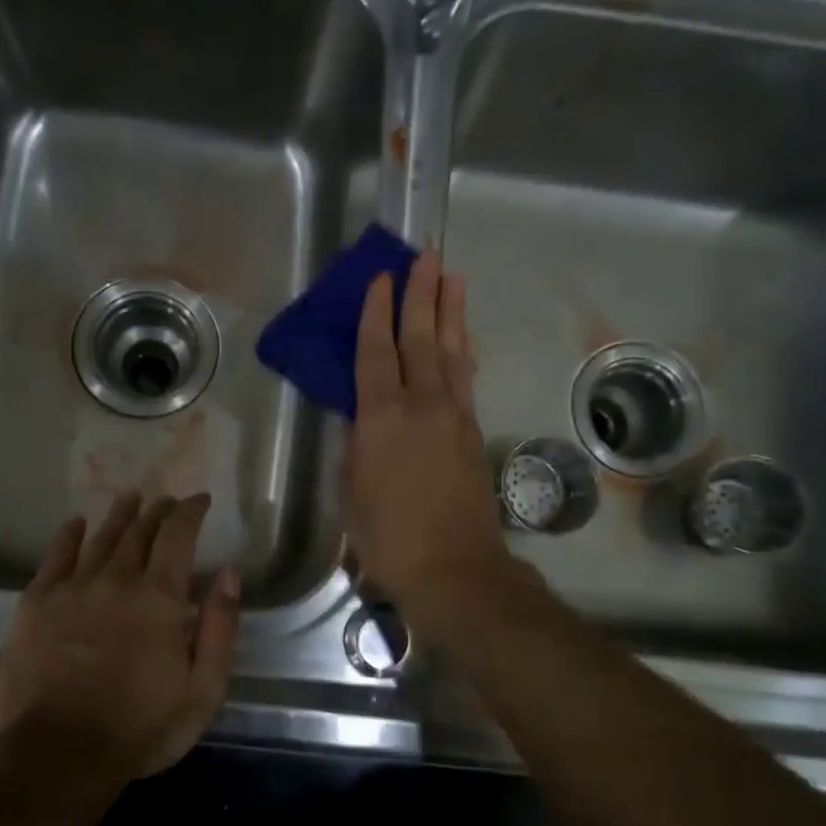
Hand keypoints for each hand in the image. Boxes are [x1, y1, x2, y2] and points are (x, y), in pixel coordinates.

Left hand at [0, 491, 240, 783]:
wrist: (57, 755)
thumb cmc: (139, 729)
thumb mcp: (203, 690)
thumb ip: (220, 628)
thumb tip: (228, 573)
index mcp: (160, 598)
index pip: (178, 536)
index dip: (190, 512)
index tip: (199, 500)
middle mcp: (116, 580)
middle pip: (139, 531)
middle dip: (157, 512)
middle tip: (167, 501)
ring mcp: (71, 589)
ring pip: (100, 539)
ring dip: (119, 515)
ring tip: (131, 498)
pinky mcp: (35, 605)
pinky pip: (55, 558)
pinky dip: (68, 537)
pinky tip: (75, 524)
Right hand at [347, 249, 509, 631]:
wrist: (453, 567)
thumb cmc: (388, 536)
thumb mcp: (353, 490)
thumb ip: (356, 444)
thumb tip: (358, 416)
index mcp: (381, 417)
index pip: (375, 352)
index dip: (375, 312)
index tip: (380, 277)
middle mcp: (421, 405)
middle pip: (421, 339)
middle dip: (421, 296)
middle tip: (426, 258)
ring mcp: (453, 417)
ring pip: (451, 353)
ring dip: (451, 314)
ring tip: (453, 280)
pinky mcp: (472, 433)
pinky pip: (466, 380)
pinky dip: (464, 353)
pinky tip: (464, 341)